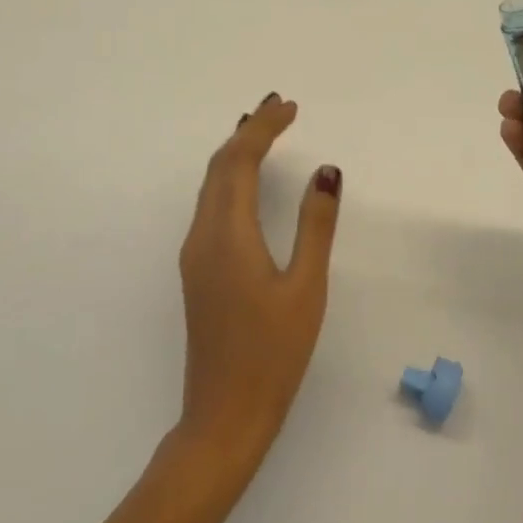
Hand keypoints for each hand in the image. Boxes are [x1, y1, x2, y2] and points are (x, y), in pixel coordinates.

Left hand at [176, 93, 341, 480]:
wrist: (224, 416)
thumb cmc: (273, 353)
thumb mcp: (306, 287)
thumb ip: (316, 225)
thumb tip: (327, 171)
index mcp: (228, 235)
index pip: (241, 161)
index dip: (264, 128)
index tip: (290, 106)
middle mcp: (202, 236)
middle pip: (219, 167)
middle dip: (247, 131)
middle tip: (279, 107)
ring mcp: (195, 255)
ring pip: (211, 186)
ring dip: (236, 153)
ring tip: (263, 130)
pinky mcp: (198, 271)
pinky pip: (210, 205)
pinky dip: (230, 178)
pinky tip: (246, 181)